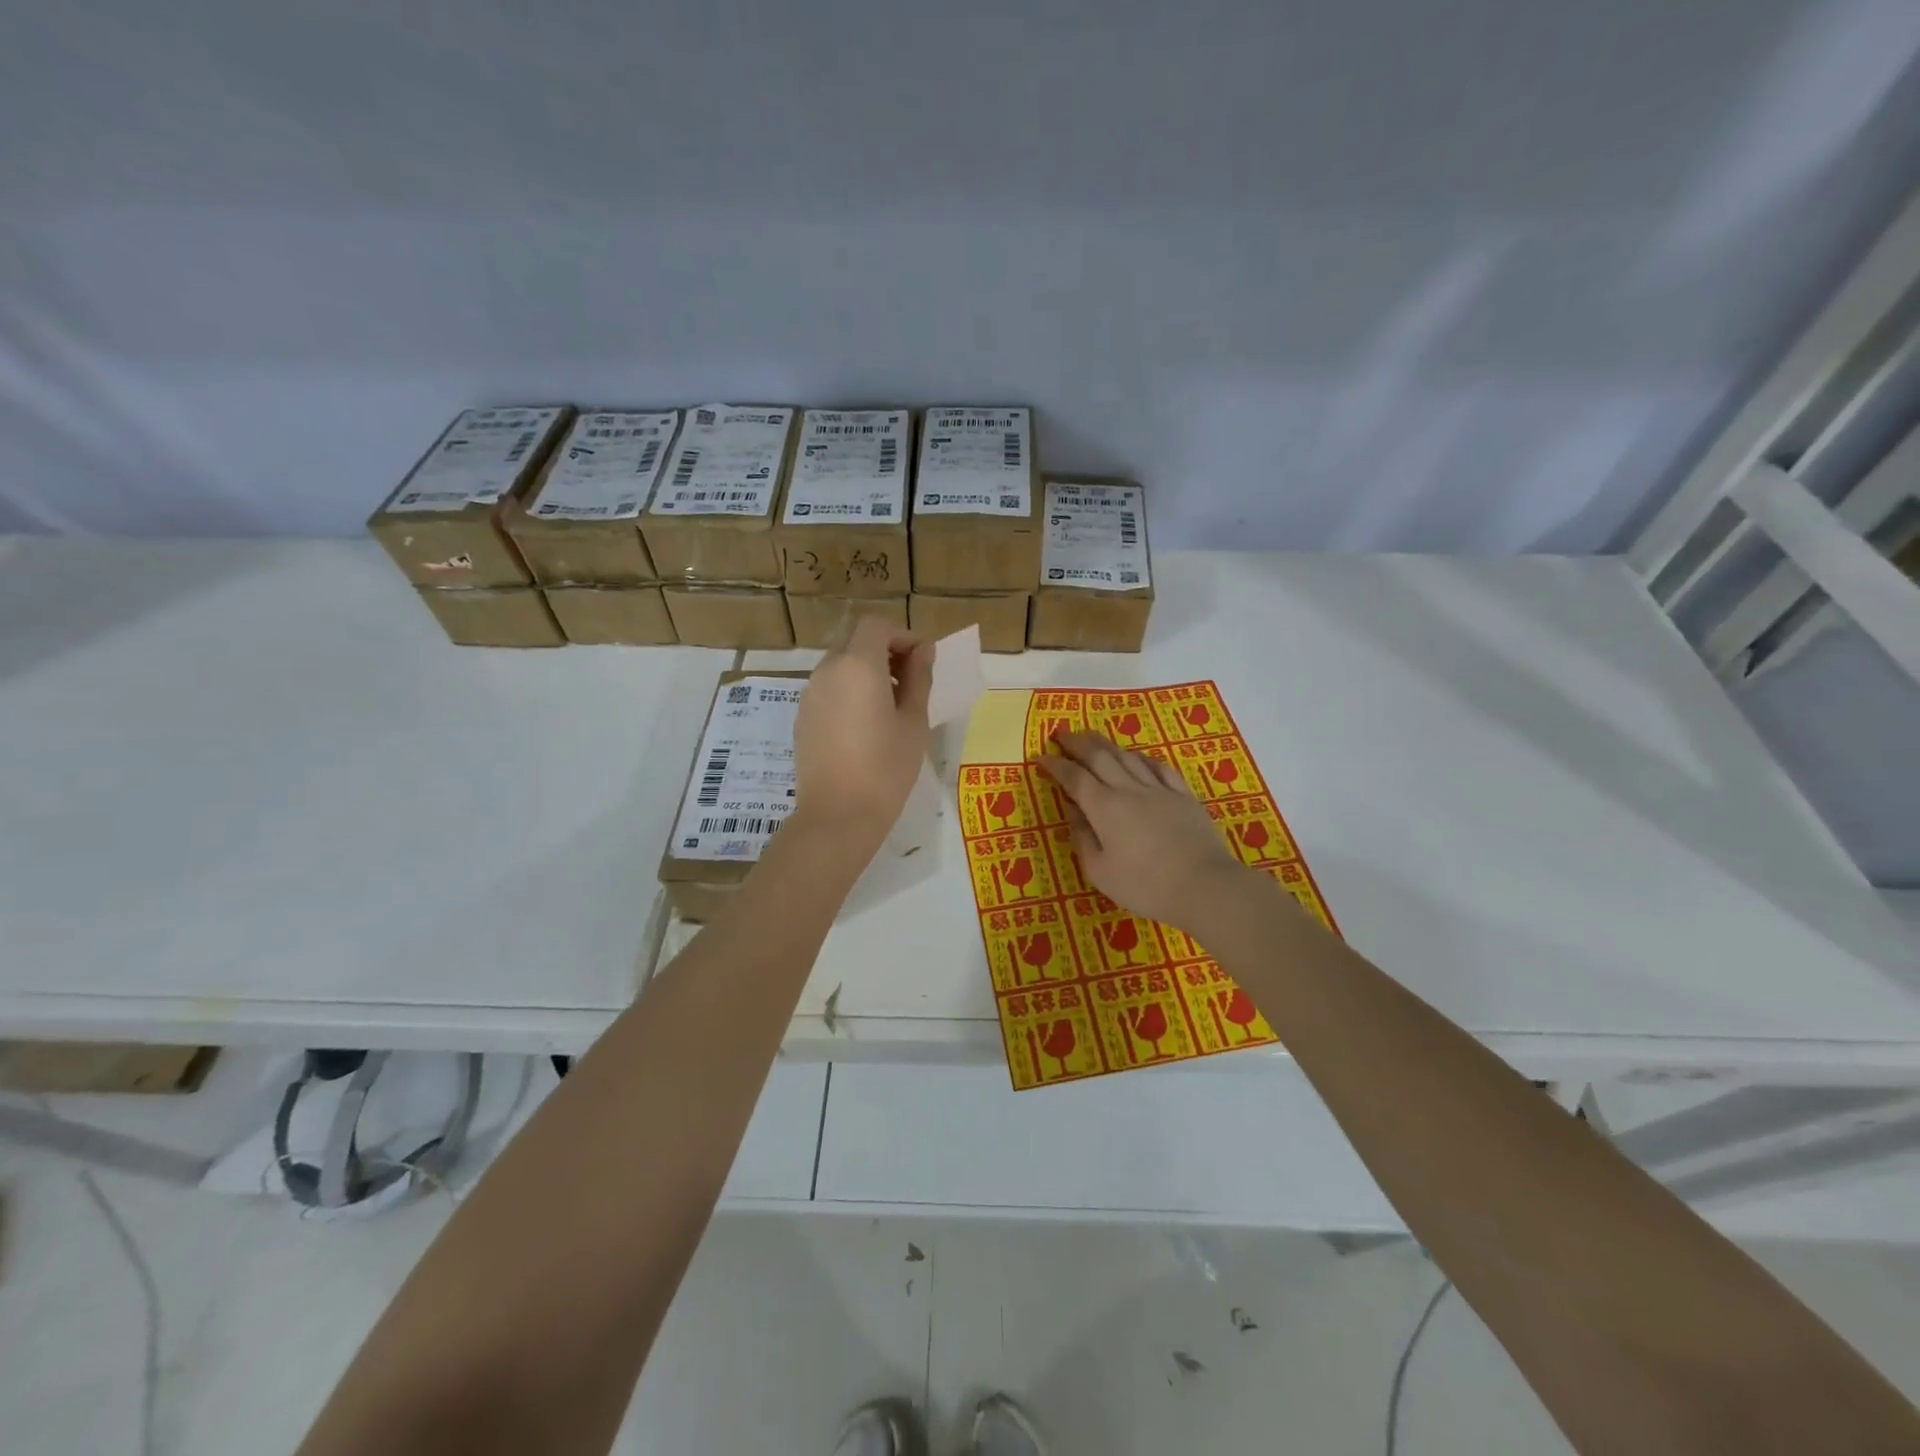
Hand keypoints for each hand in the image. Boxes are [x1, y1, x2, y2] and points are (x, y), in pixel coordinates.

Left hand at [792, 616, 933, 845]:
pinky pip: (829, 687)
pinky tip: (865, 724)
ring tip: (891, 706)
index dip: (902, 635)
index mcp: (858, 666)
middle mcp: (828, 670)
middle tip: (910, 681)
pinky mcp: (802, 716)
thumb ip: (919, 679)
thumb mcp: (914, 722)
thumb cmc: (886, 769)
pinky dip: (849, 689)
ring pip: (840, 663)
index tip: (922, 661)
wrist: (837, 815)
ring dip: (867, 670)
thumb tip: (923, 652)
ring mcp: (810, 693)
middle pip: (855, 640)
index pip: (876, 626)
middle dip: (885, 650)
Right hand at [1036, 731, 1252, 928]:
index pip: (1074, 778)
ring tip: (1092, 737)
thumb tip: (1072, 812)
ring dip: (1106, 744)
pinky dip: (1142, 757)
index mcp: (1104, 808)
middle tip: (1062, 734)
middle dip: (1077, 743)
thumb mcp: (1101, 872)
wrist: (1205, 885)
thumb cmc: (1146, 886)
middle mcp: (1129, 790)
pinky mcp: (1183, 795)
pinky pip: (1159, 767)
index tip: (1041, 757)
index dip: (1056, 765)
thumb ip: (1083, 839)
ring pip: (1127, 756)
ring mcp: (1159, 789)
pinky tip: (1137, 756)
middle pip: (1099, 757)